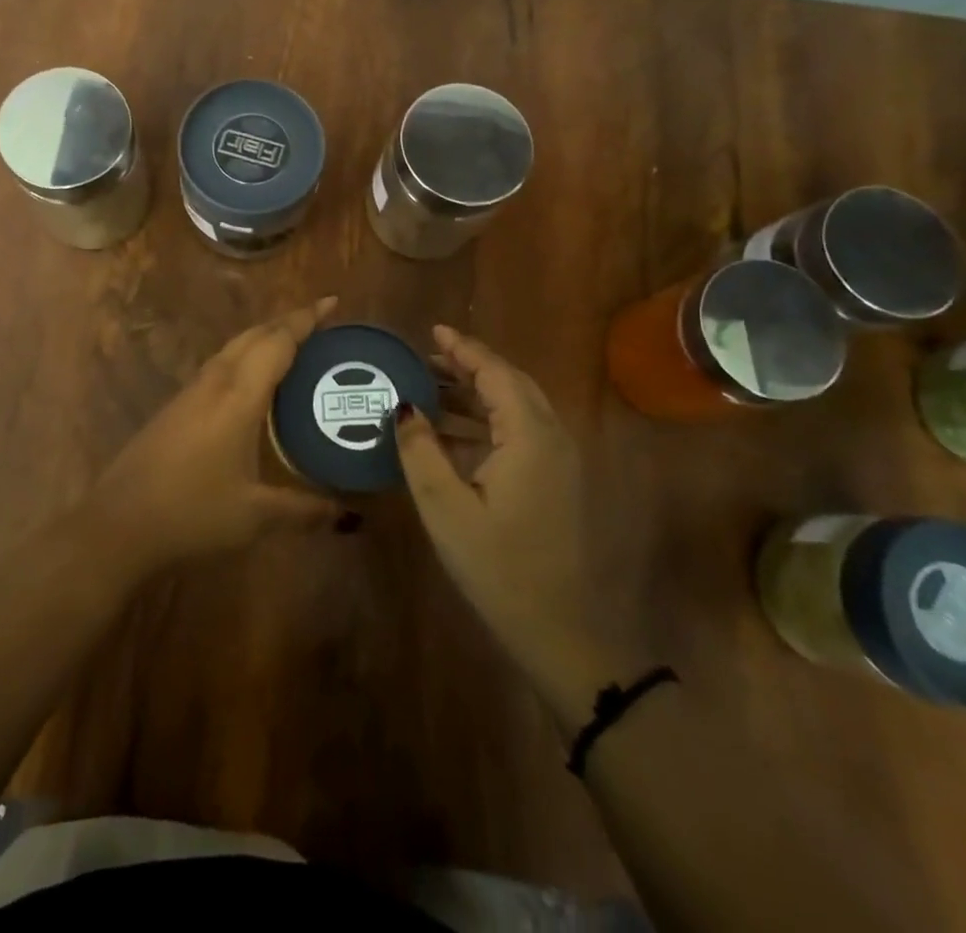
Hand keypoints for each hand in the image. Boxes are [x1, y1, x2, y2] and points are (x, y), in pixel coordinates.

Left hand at [85, 298, 344, 576]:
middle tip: (319, 323)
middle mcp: (214, 383)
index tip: (331, 302)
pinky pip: (219, 366)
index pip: (277, 342)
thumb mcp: (255, 516)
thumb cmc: (192, 513)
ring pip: (232, 348)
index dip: (305, 320)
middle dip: (286, 322)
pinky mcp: (175, 407)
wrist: (117, 524)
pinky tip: (252, 384)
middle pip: (253, 336)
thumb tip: (346, 513)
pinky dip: (244, 358)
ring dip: (262, 338)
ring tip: (292, 346)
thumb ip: (303, 510)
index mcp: (238, 396)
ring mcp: (190, 392)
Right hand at [399, 325, 623, 719]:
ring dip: (477, 393)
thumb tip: (403, 407)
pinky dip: (487, 421)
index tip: (432, 331)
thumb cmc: (499, 566)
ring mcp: (559, 460)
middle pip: (510, 383)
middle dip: (469, 366)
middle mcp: (552, 437)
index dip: (463, 349)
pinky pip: (520, 432)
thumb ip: (420, 450)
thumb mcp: (446, 507)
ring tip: (431, 387)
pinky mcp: (556, 482)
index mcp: (530, 435)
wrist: (562, 633)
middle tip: (426, 357)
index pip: (495, 373)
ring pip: (516, 407)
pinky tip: (452, 433)